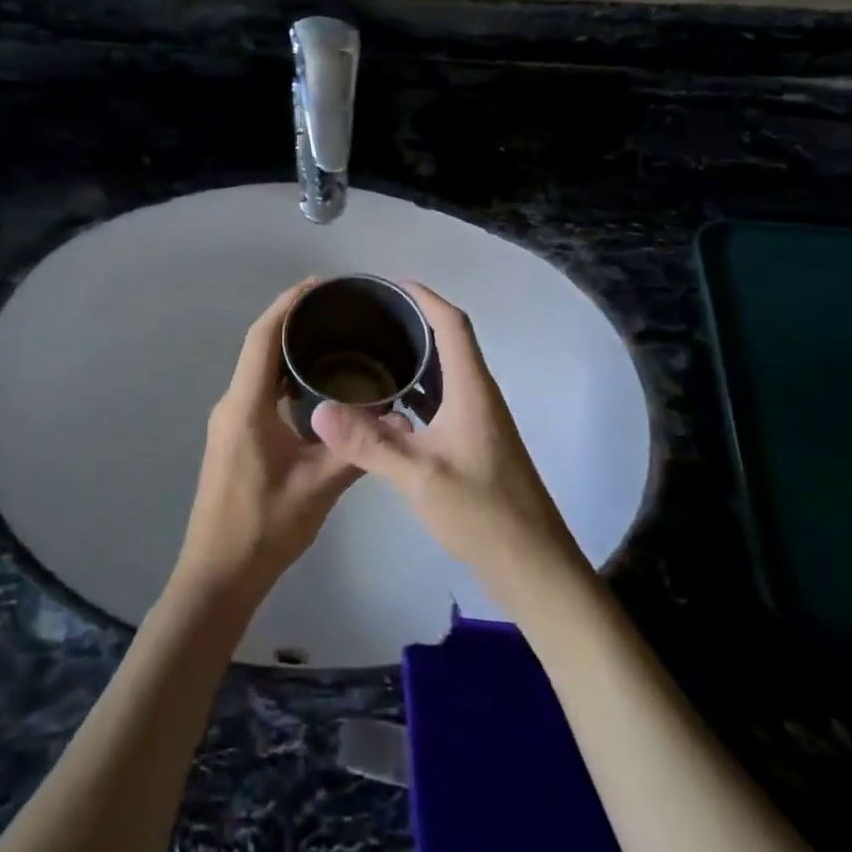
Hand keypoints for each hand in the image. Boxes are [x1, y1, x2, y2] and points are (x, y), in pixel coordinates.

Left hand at [173, 281, 363, 605]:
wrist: (218, 575)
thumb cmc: (264, 528)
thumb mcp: (319, 487)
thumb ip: (358, 448)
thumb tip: (399, 418)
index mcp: (246, 405)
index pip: (262, 338)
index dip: (288, 305)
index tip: (319, 285)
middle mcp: (232, 403)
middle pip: (259, 346)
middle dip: (293, 321)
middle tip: (338, 309)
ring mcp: (229, 420)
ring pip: (258, 369)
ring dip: (287, 349)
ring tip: (332, 338)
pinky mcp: (234, 436)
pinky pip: (259, 390)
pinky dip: (283, 376)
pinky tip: (315, 384)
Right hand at [310, 282, 586, 609]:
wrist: (533, 566)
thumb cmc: (483, 514)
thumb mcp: (420, 476)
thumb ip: (369, 443)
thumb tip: (318, 409)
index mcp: (472, 390)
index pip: (452, 324)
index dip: (424, 297)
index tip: (390, 284)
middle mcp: (480, 396)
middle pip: (450, 341)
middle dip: (414, 320)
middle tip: (369, 317)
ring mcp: (480, 422)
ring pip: (447, 372)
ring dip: (417, 355)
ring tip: (372, 351)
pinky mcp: (476, 444)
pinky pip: (444, 399)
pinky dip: (418, 390)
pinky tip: (389, 406)